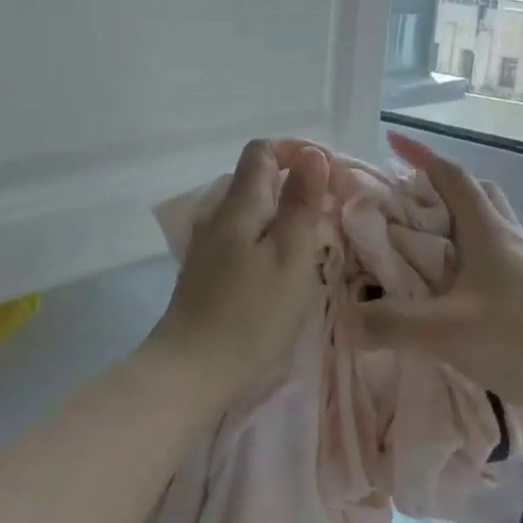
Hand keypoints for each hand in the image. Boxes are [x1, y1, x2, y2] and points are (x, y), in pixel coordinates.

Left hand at [145, 139, 332, 406]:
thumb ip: (300, 203)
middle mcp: (217, 216)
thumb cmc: (251, 314)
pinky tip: (283, 268)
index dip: (296, 151)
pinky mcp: (206, 272)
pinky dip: (268, 238)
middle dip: (295, 184)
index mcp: (238, 205)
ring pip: (250, 211)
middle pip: (255, 180)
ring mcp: (207, 245)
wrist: (192, 371)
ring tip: (314, 241)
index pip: (261, 151)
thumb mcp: (290, 256)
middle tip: (331, 212)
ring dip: (284, 214)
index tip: (330, 175)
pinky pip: (243, 237)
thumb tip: (311, 154)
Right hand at [353, 132, 522, 410]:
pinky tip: (454, 292)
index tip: (393, 140)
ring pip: (488, 227)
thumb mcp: (447, 331)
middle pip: (476, 195)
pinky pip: (495, 259)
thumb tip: (344, 320)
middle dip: (441, 189)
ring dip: (456, 225)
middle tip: (408, 204)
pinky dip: (469, 259)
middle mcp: (508, 239)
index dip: (422, 155)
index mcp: (487, 232)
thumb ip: (391, 324)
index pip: (452, 178)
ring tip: (424, 249)